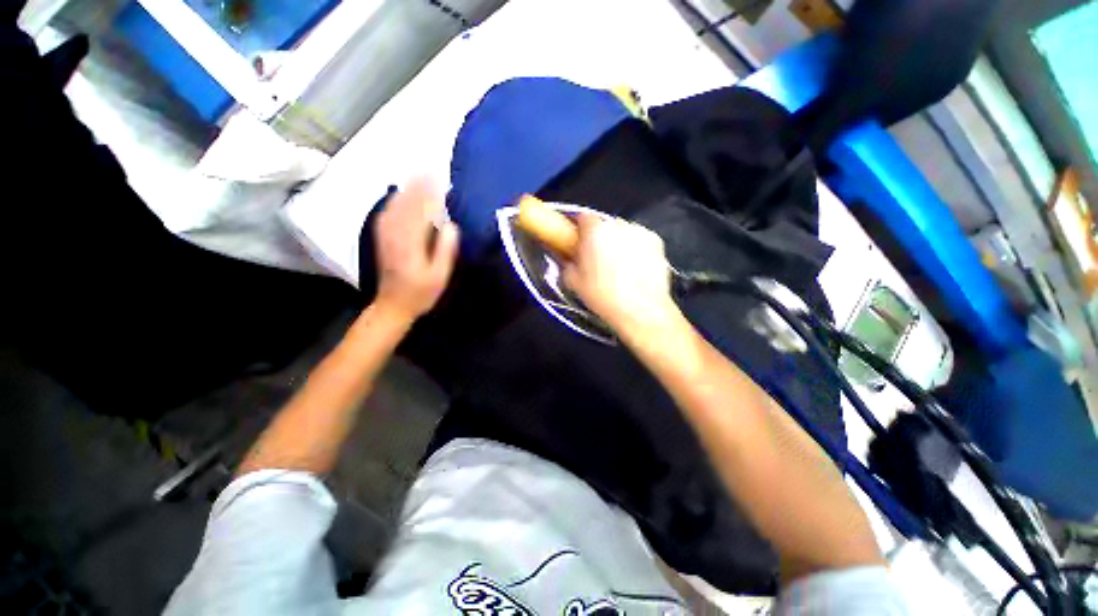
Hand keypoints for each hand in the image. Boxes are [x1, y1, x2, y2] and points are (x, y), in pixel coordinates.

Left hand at [373, 179, 459, 320]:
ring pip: (396, 205)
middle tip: (431, 170)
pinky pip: (387, 212)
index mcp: (411, 242)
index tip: (441, 179)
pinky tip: (400, 194)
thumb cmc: (421, 293)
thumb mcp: (439, 276)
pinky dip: (395, 200)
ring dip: (407, 189)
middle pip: (407, 203)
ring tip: (419, 175)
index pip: (423, 210)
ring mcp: (385, 234)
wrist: (393, 304)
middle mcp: (395, 233)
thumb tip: (451, 225)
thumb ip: (445, 250)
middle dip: (419, 185)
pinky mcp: (382, 237)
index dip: (432, 193)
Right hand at [563, 213, 681, 337]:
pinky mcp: (656, 241)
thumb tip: (569, 256)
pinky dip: (635, 248)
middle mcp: (617, 225)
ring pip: (622, 231)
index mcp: (594, 231)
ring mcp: (639, 231)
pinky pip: (639, 239)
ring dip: (618, 241)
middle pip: (603, 224)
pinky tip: (635, 267)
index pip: (582, 217)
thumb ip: (567, 262)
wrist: (640, 311)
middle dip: (599, 237)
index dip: (579, 230)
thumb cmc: (602, 297)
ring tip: (619, 265)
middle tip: (597, 259)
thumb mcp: (572, 282)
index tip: (578, 243)